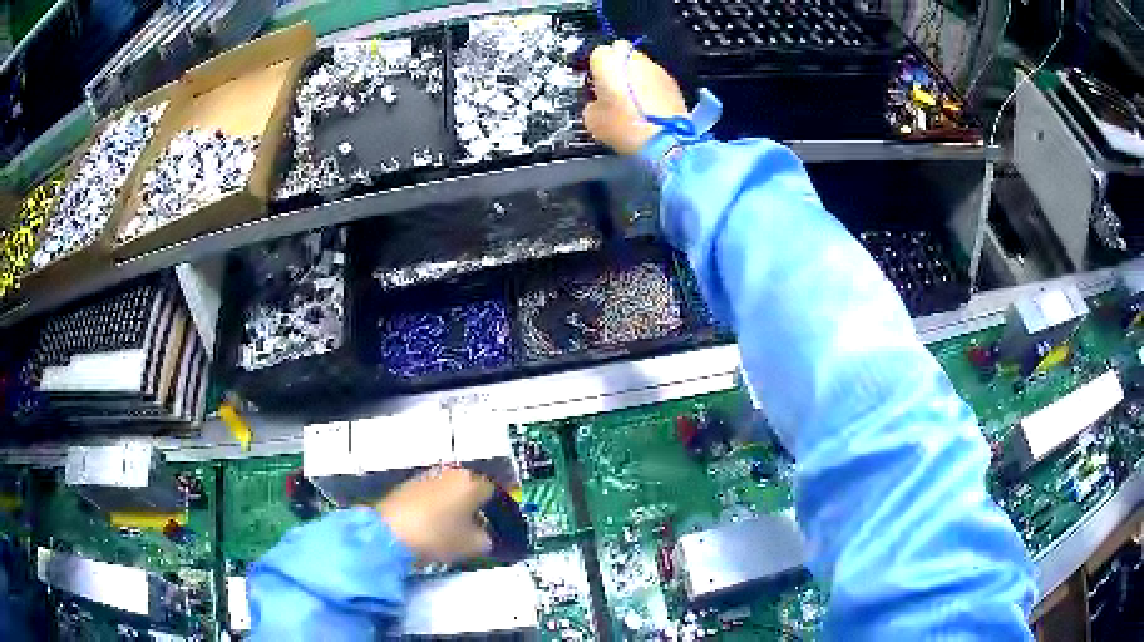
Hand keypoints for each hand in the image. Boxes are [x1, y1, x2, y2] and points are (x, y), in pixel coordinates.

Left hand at [376, 466, 494, 563]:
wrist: (388, 534)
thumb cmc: (437, 536)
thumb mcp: (472, 545)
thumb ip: (485, 539)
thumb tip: (483, 536)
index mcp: (470, 482)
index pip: (493, 491)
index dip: (497, 510)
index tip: (497, 526)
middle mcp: (449, 473)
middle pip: (469, 489)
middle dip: (473, 507)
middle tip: (476, 529)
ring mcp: (425, 478)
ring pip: (448, 492)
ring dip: (453, 507)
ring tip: (453, 531)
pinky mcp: (406, 486)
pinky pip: (430, 497)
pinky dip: (434, 509)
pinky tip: (432, 528)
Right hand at [583, 41, 687, 155]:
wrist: (665, 140)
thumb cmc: (625, 127)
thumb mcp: (592, 120)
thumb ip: (591, 104)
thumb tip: (596, 104)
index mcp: (608, 61)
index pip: (597, 54)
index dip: (596, 69)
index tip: (595, 84)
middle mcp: (633, 58)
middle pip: (621, 53)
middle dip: (617, 67)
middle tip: (613, 88)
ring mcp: (655, 68)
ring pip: (641, 65)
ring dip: (635, 76)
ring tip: (633, 100)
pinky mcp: (672, 81)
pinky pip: (656, 78)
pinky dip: (651, 87)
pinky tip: (649, 106)